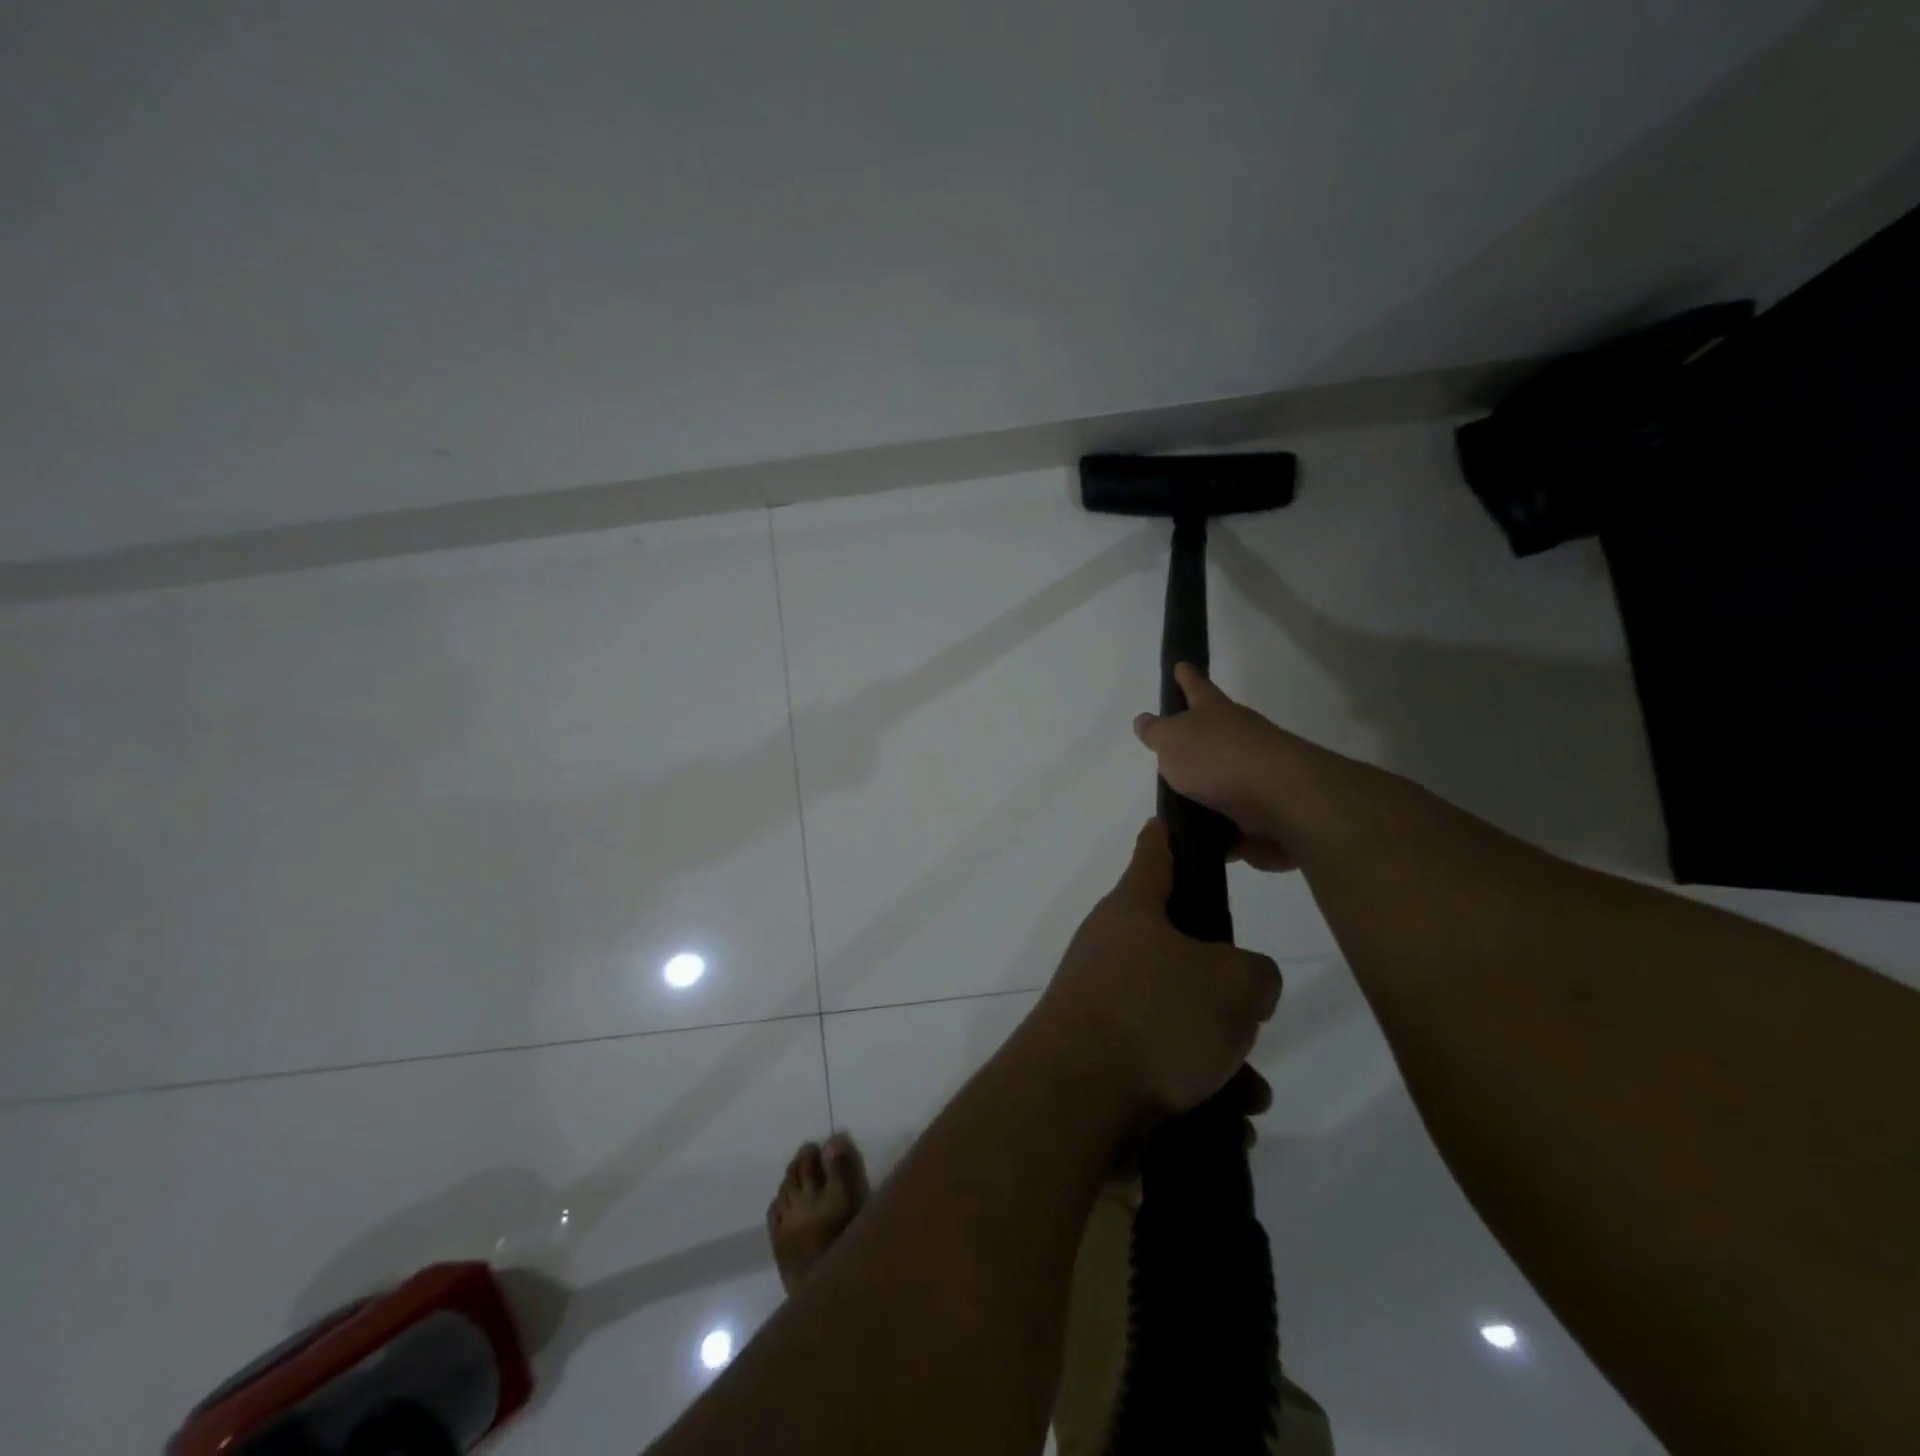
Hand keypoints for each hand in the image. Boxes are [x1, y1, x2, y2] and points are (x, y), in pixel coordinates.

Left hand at [1031, 819, 1281, 1117]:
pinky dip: (1199, 1090)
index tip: (1166, 820)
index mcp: (1133, 911)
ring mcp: (1101, 1004)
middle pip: (1177, 952)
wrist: (1077, 1098)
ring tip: (1250, 1091)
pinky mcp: (1100, 1057)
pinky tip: (1229, 1123)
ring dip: (1221, 1056)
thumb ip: (1255, 973)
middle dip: (1222, 989)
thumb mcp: (1234, 984)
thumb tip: (1242, 984)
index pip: (1154, 855)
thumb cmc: (1156, 1016)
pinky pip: (1162, 1064)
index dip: (1167, 836)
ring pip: (1177, 1018)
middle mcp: (1110, 949)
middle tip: (1251, 1014)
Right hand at [1133, 663, 1298, 870]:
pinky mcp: (1266, 811)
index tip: (1181, 665)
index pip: (1196, 687)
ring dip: (1207, 790)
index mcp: (1215, 713)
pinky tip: (1202, 840)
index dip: (1186, 677)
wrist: (1282, 801)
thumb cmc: (1219, 759)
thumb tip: (1145, 720)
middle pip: (1215, 732)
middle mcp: (1239, 737)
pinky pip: (1235, 819)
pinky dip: (1221, 829)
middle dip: (1197, 738)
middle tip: (1173, 748)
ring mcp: (1256, 773)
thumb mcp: (1173, 741)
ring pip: (1225, 777)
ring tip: (1178, 807)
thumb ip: (1157, 732)